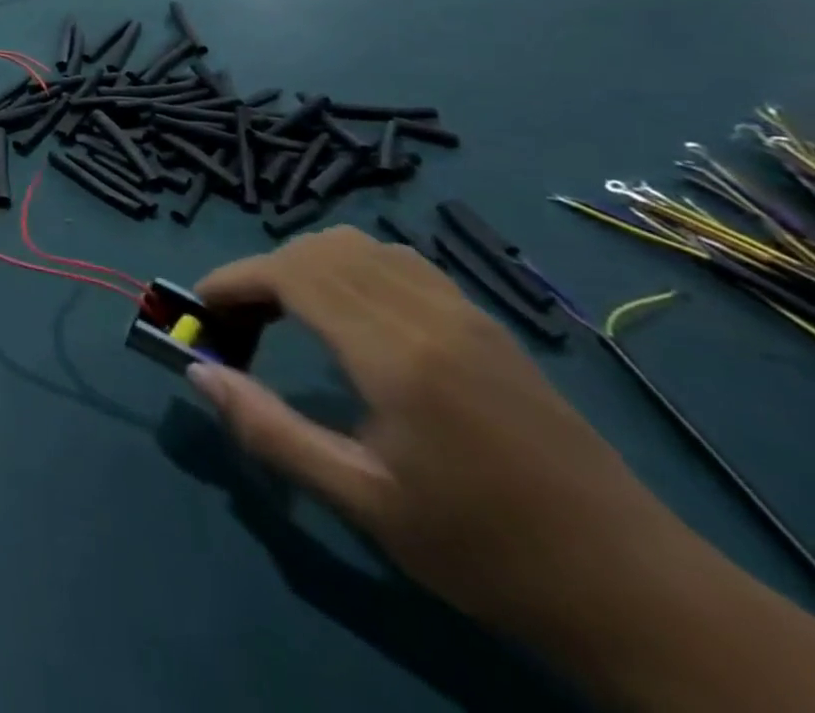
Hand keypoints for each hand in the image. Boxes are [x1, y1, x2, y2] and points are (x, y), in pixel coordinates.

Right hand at [189, 228, 695, 654]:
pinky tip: (347, 313)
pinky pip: (397, 259)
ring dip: (305, 263)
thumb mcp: (362, 501)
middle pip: (318, 248)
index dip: (234, 280)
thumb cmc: (482, 549)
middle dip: (262, 272)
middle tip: (240, 323)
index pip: (291, 274)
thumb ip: (270, 430)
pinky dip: (349, 265)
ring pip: (358, 243)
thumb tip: (198, 373)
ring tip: (285, 314)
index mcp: (395, 353)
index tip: (201, 308)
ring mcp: (462, 309)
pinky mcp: (483, 319)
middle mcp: (427, 312)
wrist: (630, 585)